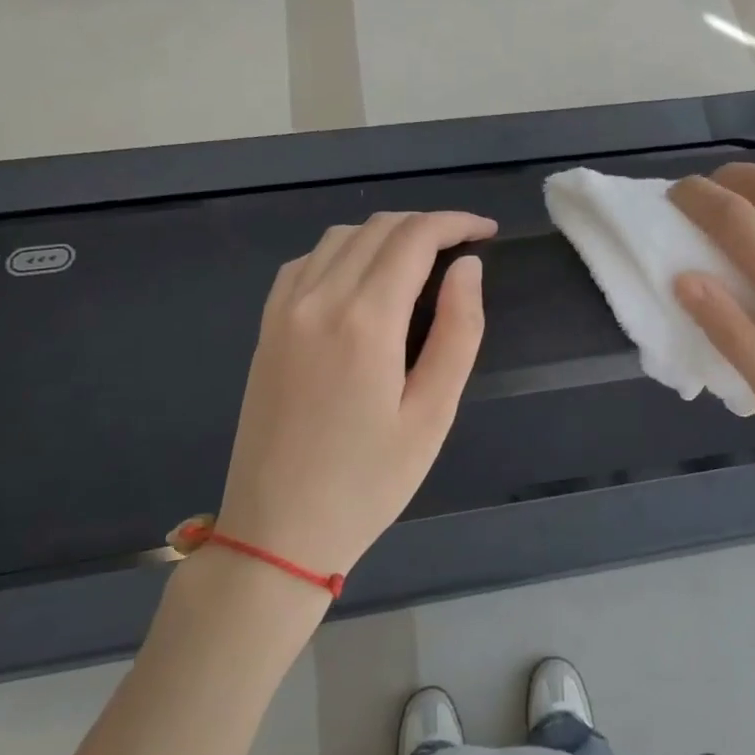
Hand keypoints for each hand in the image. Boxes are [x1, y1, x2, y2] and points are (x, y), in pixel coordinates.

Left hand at [216, 211, 495, 576]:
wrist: (277, 531)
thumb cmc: (368, 482)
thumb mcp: (433, 414)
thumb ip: (458, 332)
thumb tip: (467, 268)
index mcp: (365, 320)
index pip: (414, 237)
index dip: (456, 223)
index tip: (487, 231)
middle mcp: (318, 299)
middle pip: (378, 228)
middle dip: (427, 225)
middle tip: (463, 247)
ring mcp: (284, 310)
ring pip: (340, 237)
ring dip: (386, 234)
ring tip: (421, 260)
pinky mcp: (266, 327)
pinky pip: (306, 261)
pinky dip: (344, 251)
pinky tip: (363, 278)